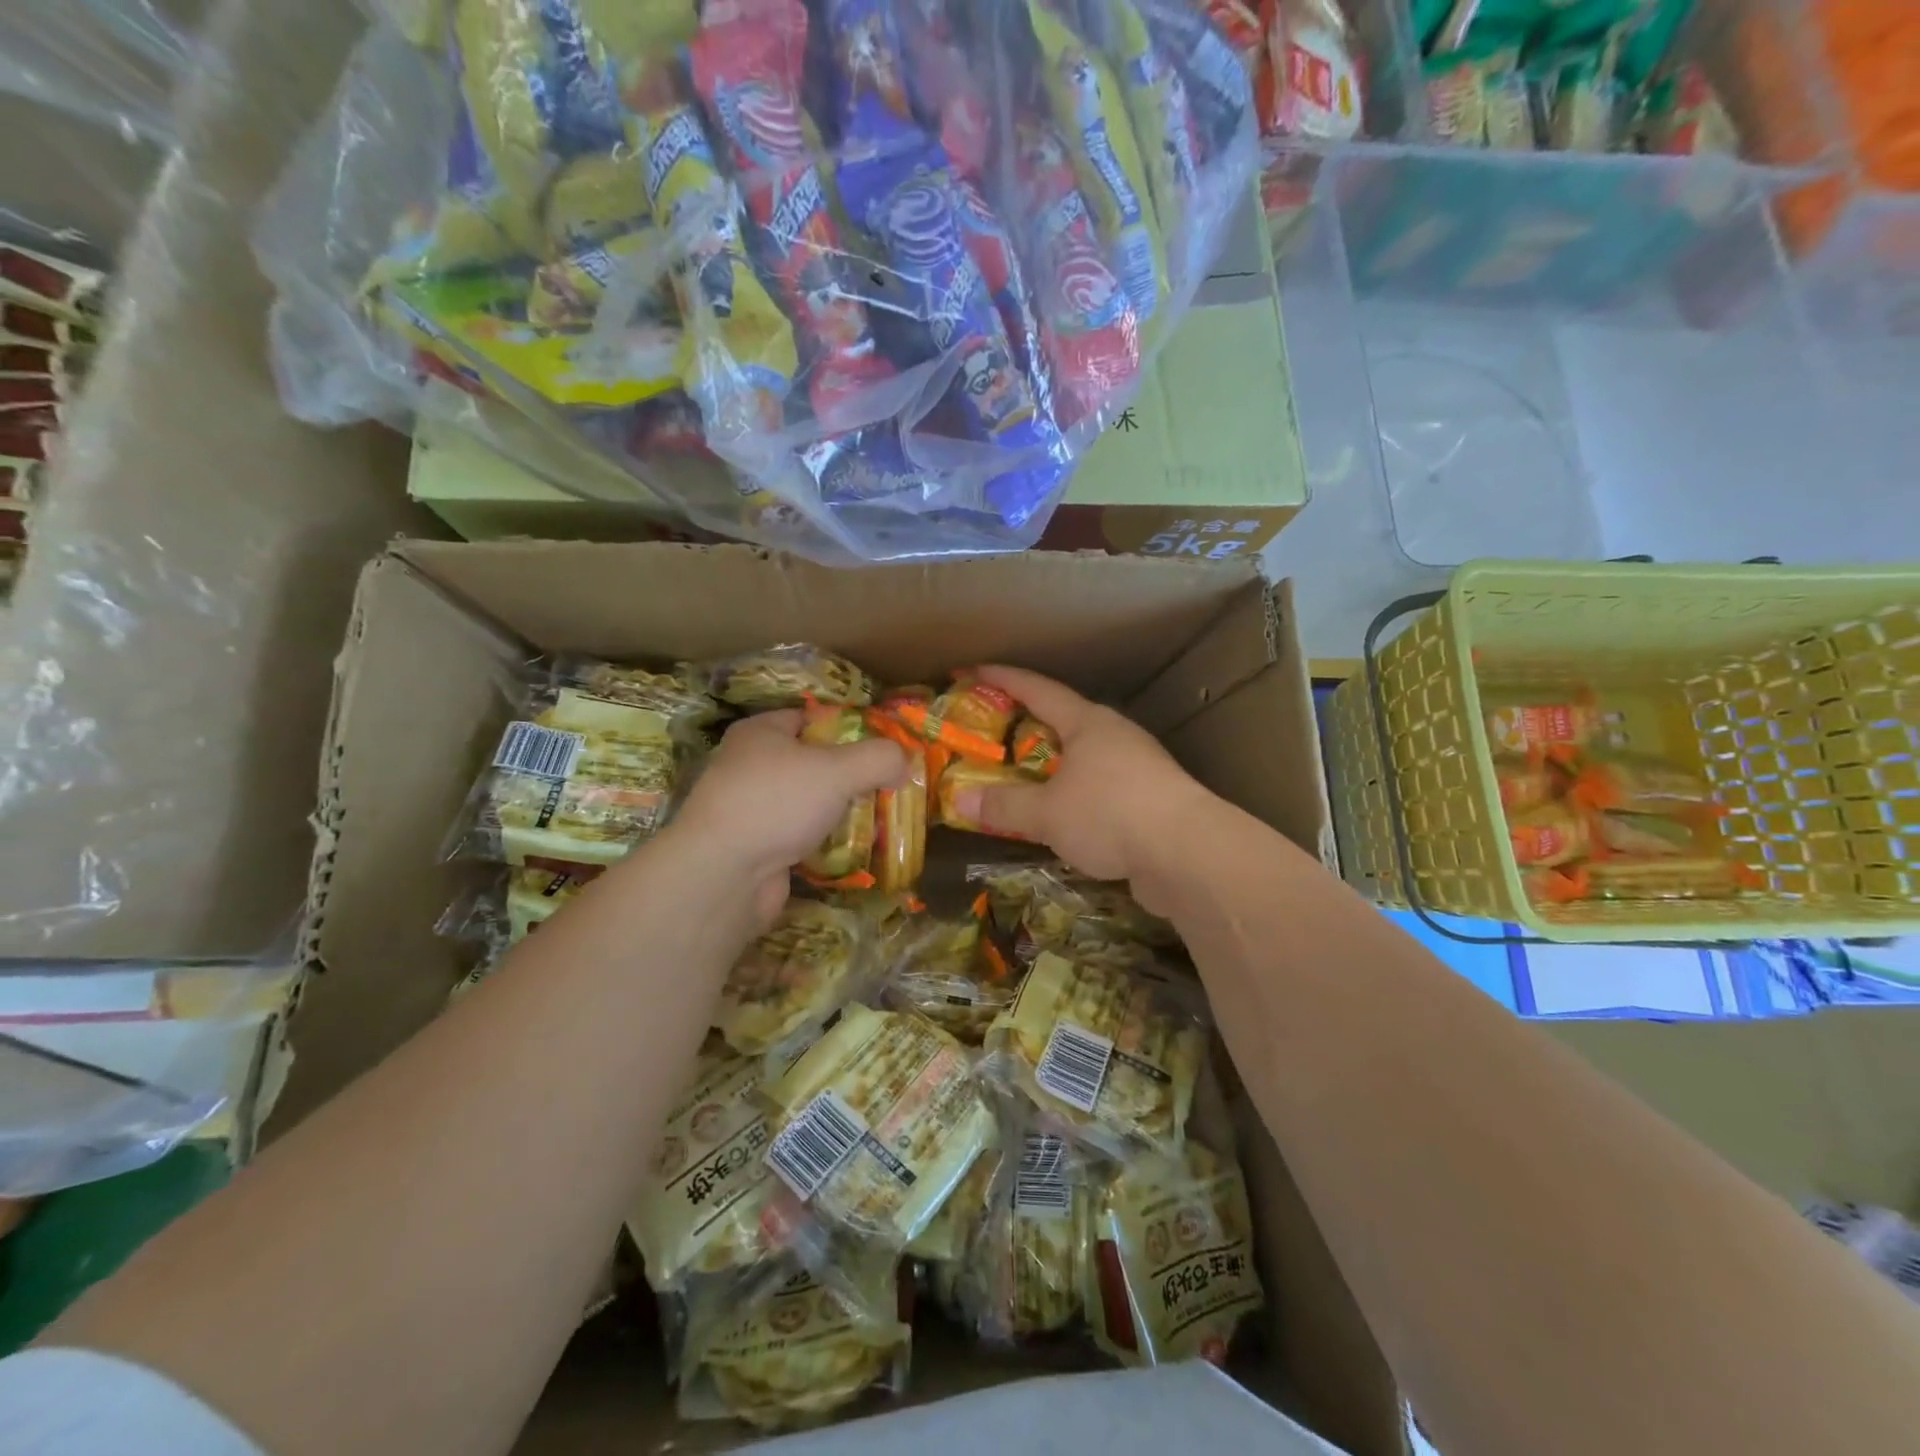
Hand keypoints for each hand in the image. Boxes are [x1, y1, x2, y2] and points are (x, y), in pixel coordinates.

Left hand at [668, 709, 906, 922]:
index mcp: (761, 732)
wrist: (722, 875)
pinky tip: (849, 848)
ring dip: (836, 810)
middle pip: (811, 761)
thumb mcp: (838, 770)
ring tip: (876, 817)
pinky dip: (821, 841)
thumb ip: (878, 758)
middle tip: (886, 784)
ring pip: (805, 801)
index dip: (848, 728)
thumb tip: (904, 762)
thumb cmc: (776, 803)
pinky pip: (797, 835)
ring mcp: (749, 808)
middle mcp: (749, 765)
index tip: (882, 747)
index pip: (810, 718)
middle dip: (848, 774)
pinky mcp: (754, 846)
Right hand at [946, 666, 1213, 889]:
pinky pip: (1101, 789)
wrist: (1188, 855)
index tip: (974, 670)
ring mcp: (1138, 767)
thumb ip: (1004, 806)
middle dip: (1028, 725)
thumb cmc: (1111, 814)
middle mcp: (1115, 736)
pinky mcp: (1151, 801)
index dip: (1004, 678)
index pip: (1038, 689)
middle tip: (993, 733)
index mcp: (1088, 723)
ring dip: (1054, 766)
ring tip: (1024, 778)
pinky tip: (1063, 818)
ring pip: (1085, 758)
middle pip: (1064, 721)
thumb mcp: (1047, 812)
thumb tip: (961, 802)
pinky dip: (1075, 796)